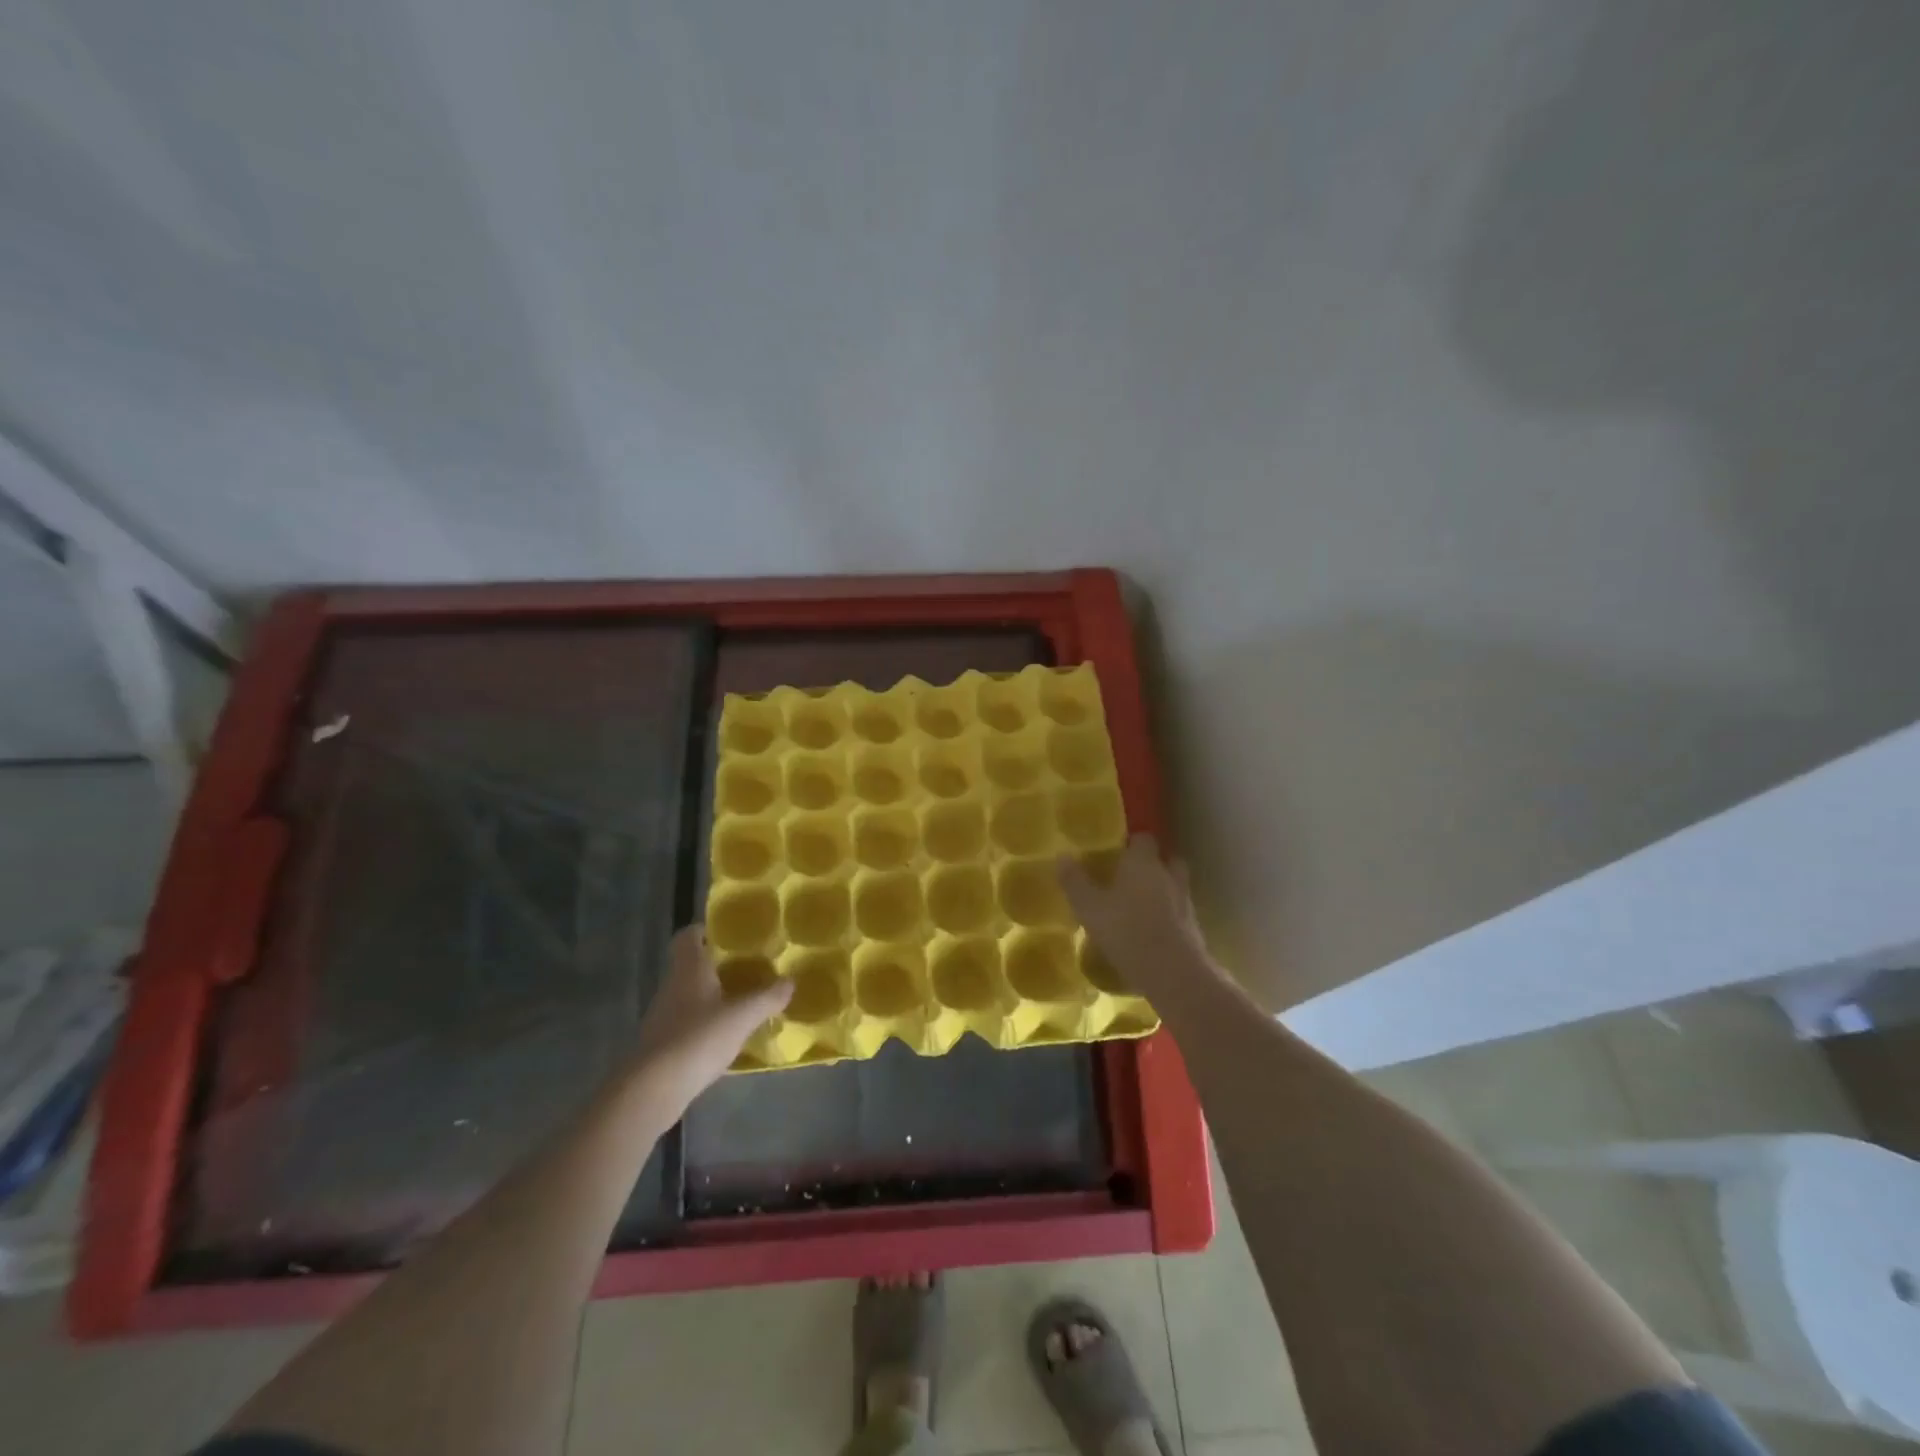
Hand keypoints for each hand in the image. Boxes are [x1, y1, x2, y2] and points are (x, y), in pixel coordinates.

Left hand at [629, 925, 790, 1107]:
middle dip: (718, 966)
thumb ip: (768, 997)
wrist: (653, 1089)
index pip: (689, 936)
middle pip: (692, 965)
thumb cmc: (699, 1038)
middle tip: (750, 968)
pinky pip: (688, 1023)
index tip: (730, 934)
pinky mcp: (662, 1044)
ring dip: (713, 996)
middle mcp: (673, 986)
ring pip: (691, 995)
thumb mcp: (743, 1016)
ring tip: (744, 1002)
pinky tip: (727, 1037)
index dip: (706, 930)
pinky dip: (706, 1024)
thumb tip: (790, 982)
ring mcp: (664, 1016)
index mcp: (689, 968)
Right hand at [1058, 834, 1213, 995]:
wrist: (1171, 972)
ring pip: (1176, 885)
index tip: (1118, 851)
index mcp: (1143, 862)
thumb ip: (1075, 881)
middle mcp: (1168, 875)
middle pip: (1167, 859)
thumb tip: (1062, 856)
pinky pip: (1180, 912)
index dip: (1132, 842)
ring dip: (1164, 890)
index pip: (1143, 838)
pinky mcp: (1194, 927)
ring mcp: (1185, 901)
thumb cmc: (1125, 930)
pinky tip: (1154, 930)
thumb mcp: (1089, 907)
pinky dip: (1170, 915)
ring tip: (1143, 905)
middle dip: (1153, 864)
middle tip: (1132, 876)